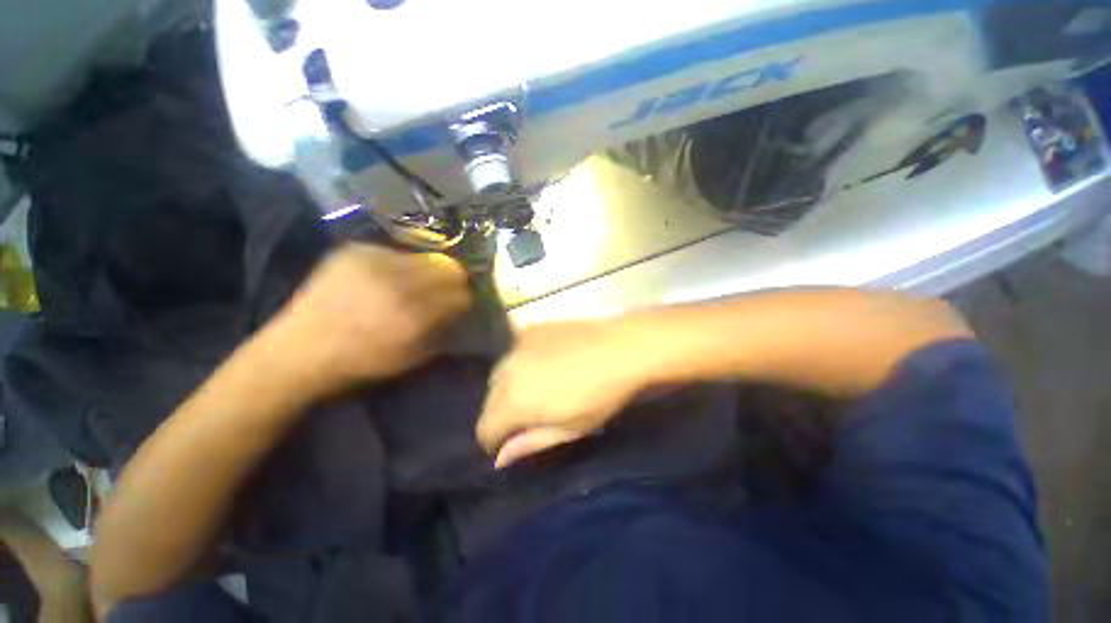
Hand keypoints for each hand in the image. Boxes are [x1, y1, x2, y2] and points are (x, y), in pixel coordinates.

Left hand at [268, 244, 470, 397]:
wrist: (300, 349)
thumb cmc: (362, 361)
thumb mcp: (413, 356)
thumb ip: (443, 329)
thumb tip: (460, 307)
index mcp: (412, 315)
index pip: (459, 293)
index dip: (463, 299)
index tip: (458, 305)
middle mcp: (396, 282)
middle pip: (449, 268)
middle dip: (451, 281)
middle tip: (441, 292)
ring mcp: (373, 261)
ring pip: (425, 257)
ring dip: (427, 272)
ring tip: (413, 285)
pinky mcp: (354, 251)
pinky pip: (395, 253)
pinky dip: (399, 265)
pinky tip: (385, 279)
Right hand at [476, 320, 649, 467]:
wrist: (622, 348)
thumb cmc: (601, 395)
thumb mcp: (569, 429)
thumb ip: (530, 443)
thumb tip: (500, 458)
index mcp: (514, 401)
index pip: (484, 429)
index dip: (495, 441)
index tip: (514, 442)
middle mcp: (506, 370)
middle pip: (489, 401)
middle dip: (501, 413)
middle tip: (530, 415)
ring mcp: (517, 345)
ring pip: (499, 374)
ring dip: (509, 386)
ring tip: (537, 387)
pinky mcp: (530, 329)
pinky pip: (514, 352)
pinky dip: (521, 362)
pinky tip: (544, 361)